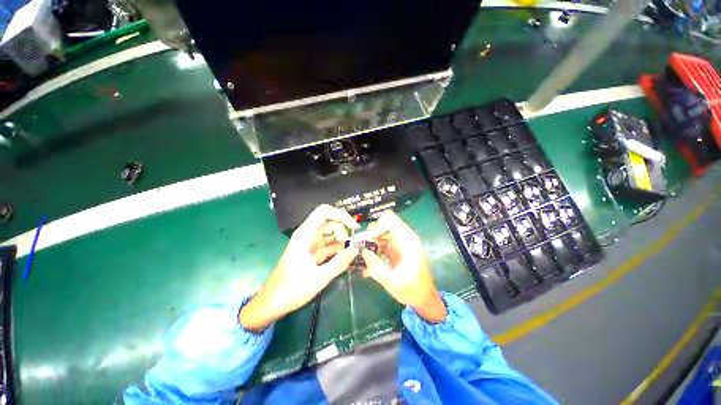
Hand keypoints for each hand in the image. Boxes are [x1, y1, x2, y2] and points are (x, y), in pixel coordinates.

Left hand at [240, 205, 359, 330]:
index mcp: (305, 234)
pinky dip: (338, 249)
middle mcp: (308, 235)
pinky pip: (328, 245)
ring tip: (352, 251)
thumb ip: (339, 262)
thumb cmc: (292, 289)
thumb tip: (356, 249)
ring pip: (330, 234)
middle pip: (329, 222)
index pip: (324, 212)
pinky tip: (346, 257)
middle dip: (343, 229)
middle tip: (354, 243)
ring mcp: (310, 244)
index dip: (340, 215)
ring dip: (342, 240)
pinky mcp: (313, 253)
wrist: (273, 303)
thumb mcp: (319, 277)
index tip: (354, 226)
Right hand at [361, 211, 446, 322]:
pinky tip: (366, 259)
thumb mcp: (392, 282)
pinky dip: (373, 248)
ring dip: (370, 242)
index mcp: (408, 241)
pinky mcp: (395, 250)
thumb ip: (376, 267)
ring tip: (359, 253)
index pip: (389, 220)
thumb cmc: (412, 290)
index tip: (366, 240)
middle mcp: (404, 238)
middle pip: (383, 226)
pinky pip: (381, 243)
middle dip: (370, 235)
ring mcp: (399, 243)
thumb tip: (362, 251)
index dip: (376, 227)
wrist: (424, 298)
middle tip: (359, 247)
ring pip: (380, 234)